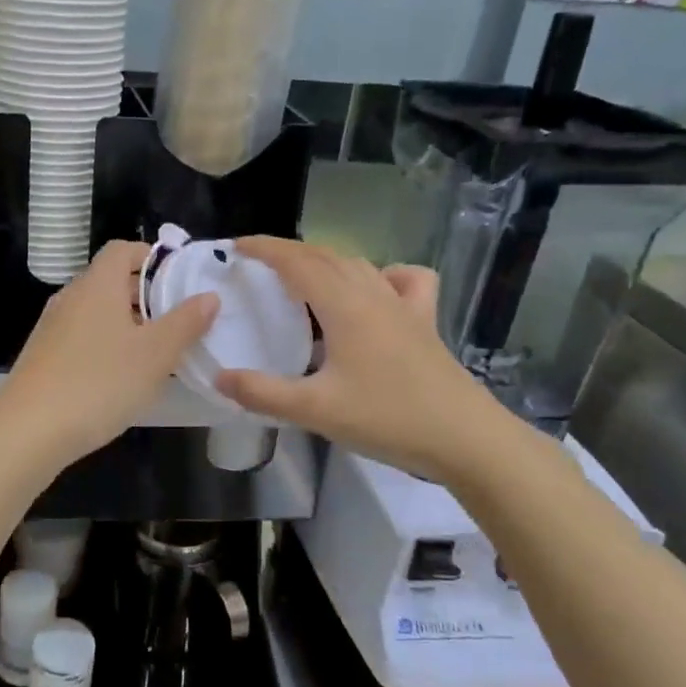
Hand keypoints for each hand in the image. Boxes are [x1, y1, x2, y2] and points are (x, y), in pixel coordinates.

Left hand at [0, 241, 217, 472]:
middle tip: (178, 321)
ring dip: (127, 323)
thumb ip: (185, 322)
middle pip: (111, 280)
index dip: (152, 257)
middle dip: (146, 295)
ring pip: (97, 311)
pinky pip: (82, 336)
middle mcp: (71, 296)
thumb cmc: (99, 383)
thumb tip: (208, 295)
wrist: (28, 430)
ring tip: (156, 352)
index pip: (123, 249)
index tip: (180, 281)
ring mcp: (52, 326)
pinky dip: (105, 344)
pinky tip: (120, 377)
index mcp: (97, 284)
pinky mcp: (43, 355)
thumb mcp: (155, 355)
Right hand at [213, 238, 503, 484]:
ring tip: (301, 276)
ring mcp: (403, 306)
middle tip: (258, 264)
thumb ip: (263, 393)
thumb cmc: (388, 418)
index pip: (297, 262)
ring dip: (325, 261)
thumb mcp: (315, 411)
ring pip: (358, 265)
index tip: (236, 247)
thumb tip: (219, 378)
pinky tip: (375, 291)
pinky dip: (383, 274)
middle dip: (289, 252)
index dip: (265, 249)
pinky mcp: (425, 322)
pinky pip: (404, 280)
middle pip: (326, 256)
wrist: (466, 439)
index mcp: (344, 306)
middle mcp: (373, 294)